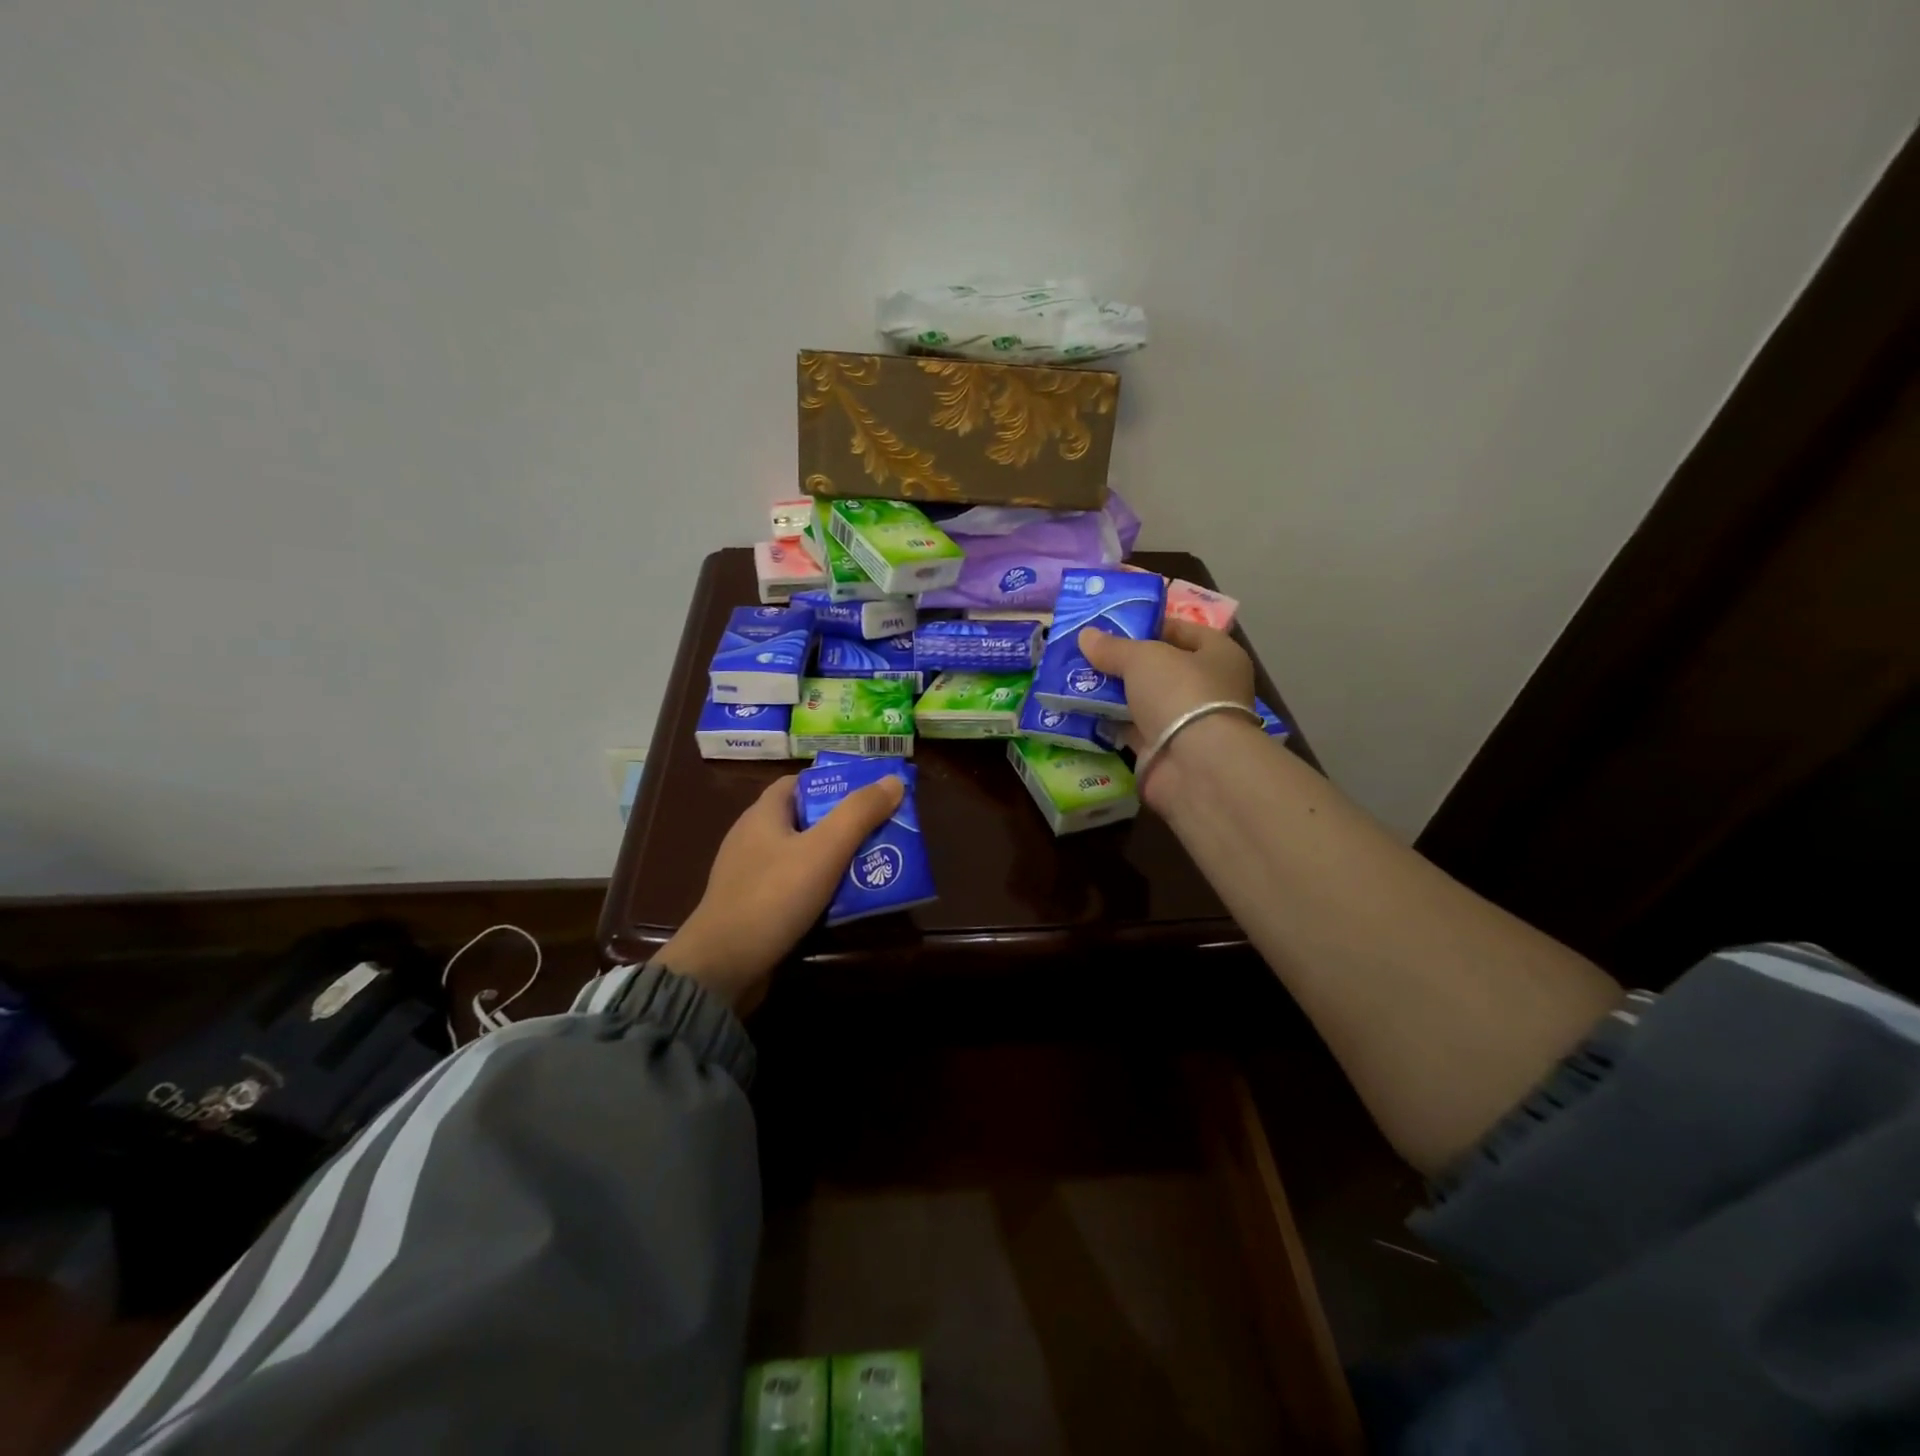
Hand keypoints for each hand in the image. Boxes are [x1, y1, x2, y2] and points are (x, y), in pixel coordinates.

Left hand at [659, 773, 904, 1012]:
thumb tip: (893, 780)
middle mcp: (753, 838)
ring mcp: (750, 875)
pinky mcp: (753, 907)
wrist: (721, 968)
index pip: (799, 783)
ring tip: (875, 864)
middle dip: (844, 823)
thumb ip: (859, 813)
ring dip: (836, 858)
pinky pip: (794, 887)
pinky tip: (845, 900)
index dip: (834, 783)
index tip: (869, 793)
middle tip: (883, 831)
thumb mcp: (824, 850)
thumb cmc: (772, 898)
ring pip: (802, 855)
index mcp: (763, 814)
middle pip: (805, 819)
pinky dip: (820, 888)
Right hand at [1077, 620, 1258, 806]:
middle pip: (1159, 668)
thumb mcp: (1143, 658)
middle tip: (1085, 654)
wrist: (1194, 765)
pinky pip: (1131, 730)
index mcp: (1219, 655)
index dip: (1148, 625)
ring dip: (1113, 694)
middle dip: (1123, 662)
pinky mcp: (1164, 751)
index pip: (1182, 630)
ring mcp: (1186, 722)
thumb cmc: (1180, 693)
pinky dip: (1110, 723)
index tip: (1111, 625)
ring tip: (1074, 680)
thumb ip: (1113, 647)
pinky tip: (1080, 711)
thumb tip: (1085, 635)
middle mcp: (1207, 688)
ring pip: (1143, 700)